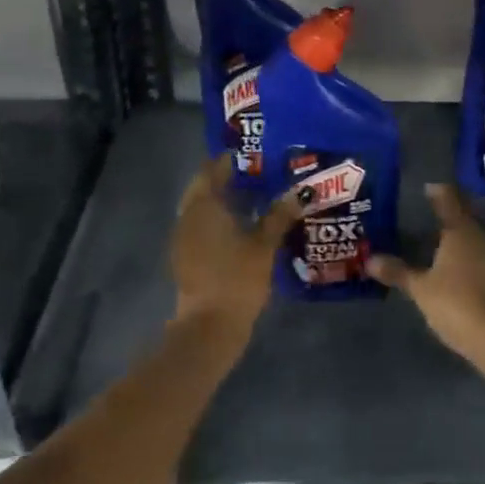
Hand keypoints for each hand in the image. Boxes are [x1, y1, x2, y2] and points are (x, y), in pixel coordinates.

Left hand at [169, 156, 301, 343]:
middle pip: (204, 187)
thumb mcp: (265, 244)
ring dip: (223, 200)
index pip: (212, 169)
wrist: (209, 327)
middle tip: (258, 175)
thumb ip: (280, 214)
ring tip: (255, 198)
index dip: (231, 160)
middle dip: (227, 180)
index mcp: (203, 205)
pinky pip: (201, 226)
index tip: (255, 156)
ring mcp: (183, 238)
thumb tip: (301, 191)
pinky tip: (242, 227)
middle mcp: (188, 216)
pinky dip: (218, 220)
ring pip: (202, 208)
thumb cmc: (237, 278)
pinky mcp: (185, 257)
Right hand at [369, 184, 484, 360]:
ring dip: (457, 240)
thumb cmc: (458, 303)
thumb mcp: (421, 289)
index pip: (449, 200)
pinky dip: (464, 261)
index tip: (427, 188)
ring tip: (436, 244)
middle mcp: (481, 238)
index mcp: (461, 231)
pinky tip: (452, 271)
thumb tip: (370, 259)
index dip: (438, 192)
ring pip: (472, 241)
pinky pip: (478, 261)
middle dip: (447, 216)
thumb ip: (398, 272)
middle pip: (464, 219)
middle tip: (426, 215)